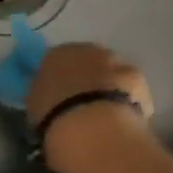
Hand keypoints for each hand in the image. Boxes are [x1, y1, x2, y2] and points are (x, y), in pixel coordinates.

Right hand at [24, 43, 153, 172]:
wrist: (92, 123)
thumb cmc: (54, 115)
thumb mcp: (35, 107)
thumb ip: (43, 96)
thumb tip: (49, 97)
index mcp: (55, 54)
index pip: (56, 62)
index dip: (60, 81)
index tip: (61, 99)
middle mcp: (85, 49)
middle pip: (87, 62)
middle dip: (87, 80)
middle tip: (85, 106)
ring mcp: (114, 60)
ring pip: (111, 72)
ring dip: (109, 87)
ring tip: (107, 116)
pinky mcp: (137, 76)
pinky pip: (132, 88)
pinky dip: (130, 100)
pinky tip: (126, 120)